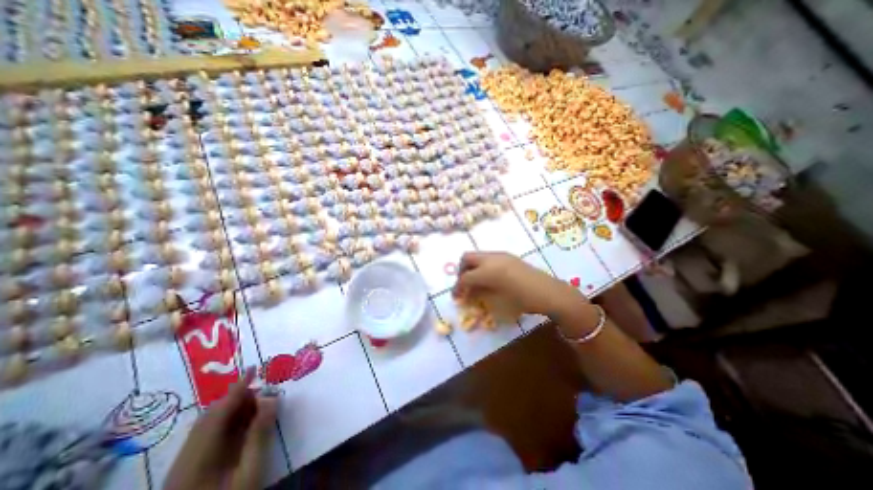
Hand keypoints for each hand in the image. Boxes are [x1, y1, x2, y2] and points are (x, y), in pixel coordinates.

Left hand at [160, 367, 275, 488]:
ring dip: (234, 409)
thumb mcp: (250, 470)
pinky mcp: (189, 469)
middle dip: (238, 398)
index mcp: (198, 455)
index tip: (254, 368)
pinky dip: (228, 422)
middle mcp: (186, 455)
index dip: (238, 388)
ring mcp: (185, 463)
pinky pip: (209, 435)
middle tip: (263, 392)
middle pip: (212, 415)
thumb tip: (271, 398)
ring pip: (209, 424)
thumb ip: (259, 433)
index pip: (220, 411)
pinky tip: (244, 424)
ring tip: (258, 405)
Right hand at [450, 250, 585, 314]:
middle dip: (461, 270)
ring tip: (476, 281)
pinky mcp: (508, 256)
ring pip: (477, 255)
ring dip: (472, 267)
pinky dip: (482, 265)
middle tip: (464, 284)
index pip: (464, 277)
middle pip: (466, 258)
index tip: (456, 297)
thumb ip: (479, 294)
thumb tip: (469, 293)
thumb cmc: (522, 300)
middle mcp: (491, 259)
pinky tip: (490, 277)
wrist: (548, 292)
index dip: (458, 287)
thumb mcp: (497, 301)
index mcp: (487, 271)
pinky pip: (488, 257)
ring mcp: (500, 255)